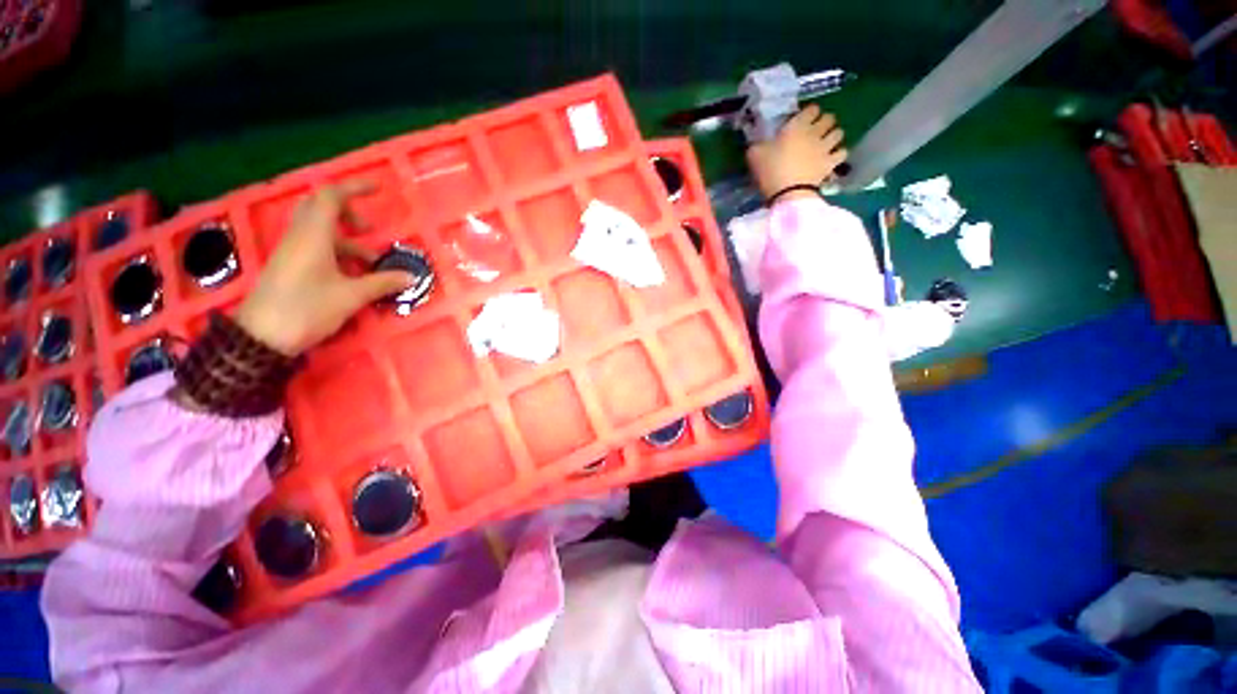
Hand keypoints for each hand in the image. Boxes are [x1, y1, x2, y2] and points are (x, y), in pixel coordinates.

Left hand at [235, 181, 411, 355]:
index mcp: (313, 236)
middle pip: (320, 208)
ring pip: (320, 230)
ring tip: (371, 261)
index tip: (378, 188)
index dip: (354, 188)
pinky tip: (353, 274)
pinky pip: (315, 247)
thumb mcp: (351, 296)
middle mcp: (299, 236)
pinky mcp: (289, 266)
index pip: (331, 197)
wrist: (262, 337)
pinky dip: (337, 253)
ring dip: (347, 239)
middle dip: (348, 212)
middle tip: (369, 227)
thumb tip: (411, 277)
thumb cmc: (307, 309)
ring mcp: (292, 251)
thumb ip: (382, 283)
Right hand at [746, 105, 846, 201]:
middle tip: (816, 131)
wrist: (788, 193)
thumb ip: (758, 145)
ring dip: (833, 136)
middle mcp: (815, 132)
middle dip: (824, 122)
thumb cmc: (770, 170)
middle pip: (829, 118)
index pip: (812, 109)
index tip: (802, 120)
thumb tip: (758, 143)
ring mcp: (825, 148)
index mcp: (797, 125)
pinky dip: (838, 154)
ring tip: (826, 143)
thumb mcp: (755, 155)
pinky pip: (842, 153)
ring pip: (838, 133)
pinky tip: (832, 158)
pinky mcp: (831, 164)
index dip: (808, 113)